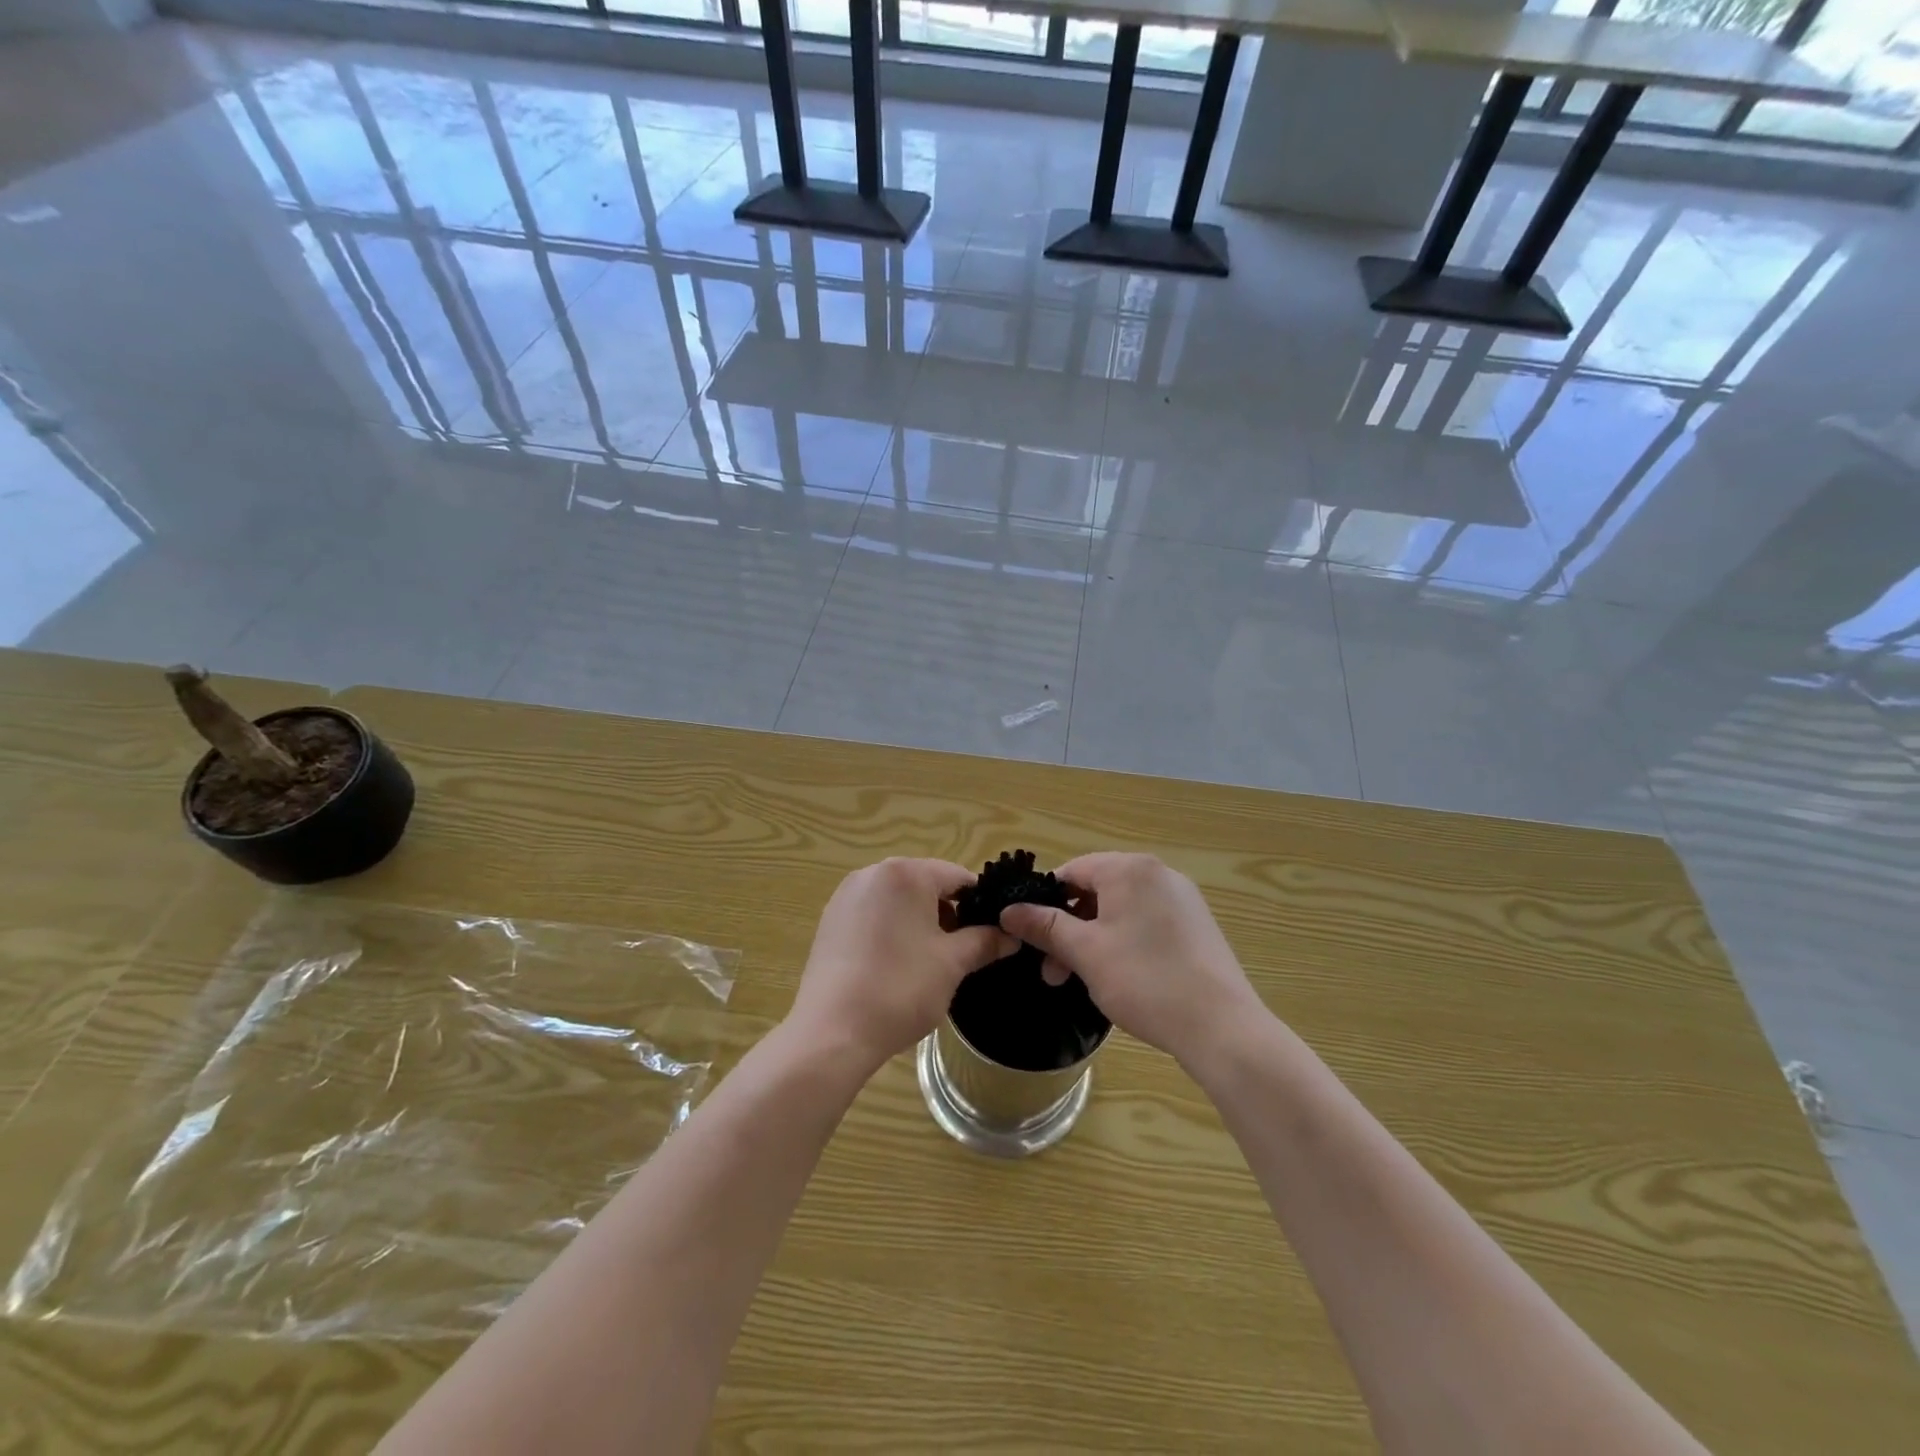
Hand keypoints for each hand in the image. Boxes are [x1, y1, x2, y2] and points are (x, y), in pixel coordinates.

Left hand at [787, 858, 1016, 1073]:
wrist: (832, 1032)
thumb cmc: (900, 988)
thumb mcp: (952, 964)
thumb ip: (984, 942)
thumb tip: (1011, 935)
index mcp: (905, 873)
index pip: (957, 877)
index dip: (981, 904)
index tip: (992, 934)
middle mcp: (872, 873)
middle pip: (926, 885)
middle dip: (948, 914)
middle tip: (962, 953)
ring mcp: (846, 896)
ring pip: (899, 901)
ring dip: (920, 923)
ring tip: (928, 963)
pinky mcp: (830, 921)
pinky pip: (873, 915)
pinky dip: (891, 931)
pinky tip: (895, 966)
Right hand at [999, 853, 1264, 1067]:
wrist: (1222, 1027)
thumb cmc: (1144, 981)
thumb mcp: (1085, 953)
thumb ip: (1045, 926)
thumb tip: (1008, 910)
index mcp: (1129, 869)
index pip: (1071, 871)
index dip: (1045, 903)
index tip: (1033, 939)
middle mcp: (1158, 873)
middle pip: (1096, 891)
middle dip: (1069, 929)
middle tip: (1053, 971)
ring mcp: (1182, 899)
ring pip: (1120, 910)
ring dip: (1093, 940)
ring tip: (1082, 981)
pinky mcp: (1197, 925)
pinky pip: (1146, 923)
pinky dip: (1124, 943)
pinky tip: (1120, 978)